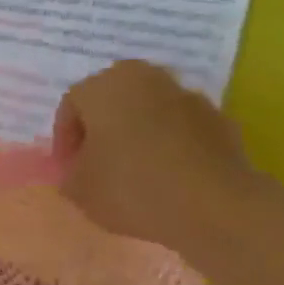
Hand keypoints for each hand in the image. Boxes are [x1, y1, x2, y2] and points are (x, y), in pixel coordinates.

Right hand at [52, 62, 261, 257]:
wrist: (214, 206)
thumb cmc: (131, 187)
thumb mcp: (79, 190)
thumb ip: (69, 174)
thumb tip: (79, 170)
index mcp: (105, 86)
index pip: (72, 104)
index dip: (64, 138)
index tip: (68, 169)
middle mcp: (147, 78)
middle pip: (112, 100)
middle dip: (101, 129)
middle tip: (96, 163)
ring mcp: (188, 96)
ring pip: (148, 112)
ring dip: (136, 135)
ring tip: (133, 173)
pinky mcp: (219, 120)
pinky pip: (179, 129)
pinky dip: (168, 146)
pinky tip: (166, 179)